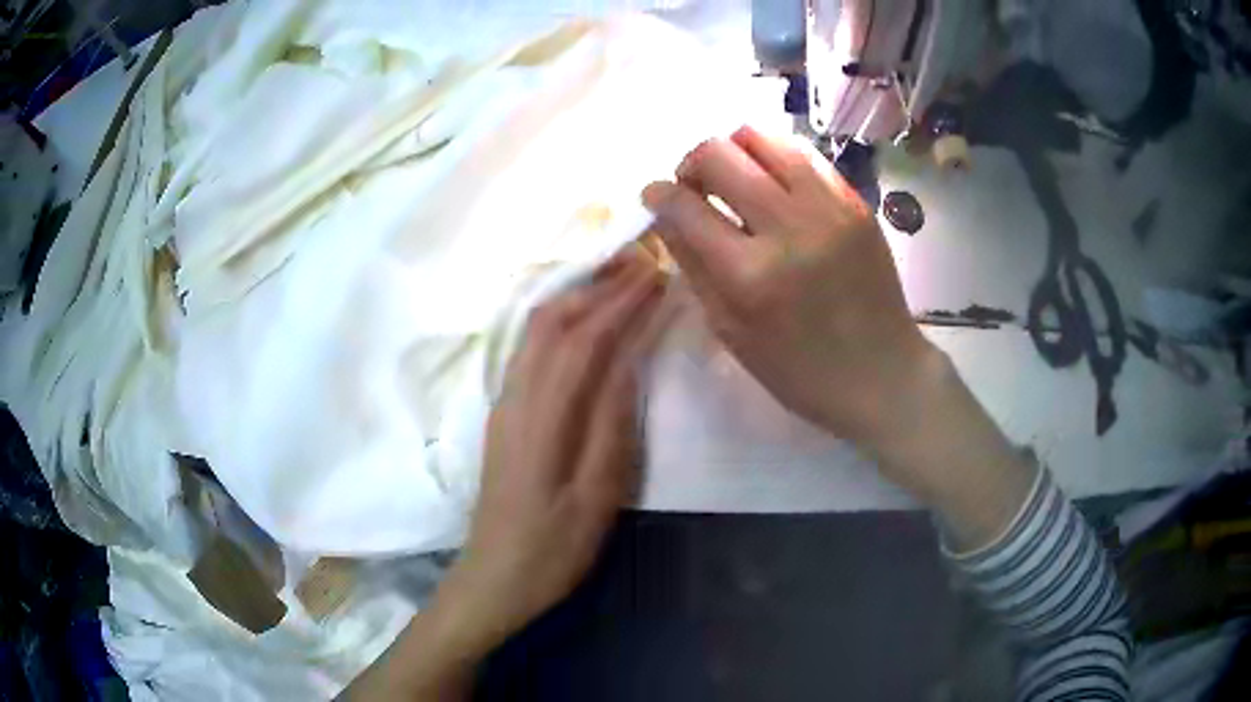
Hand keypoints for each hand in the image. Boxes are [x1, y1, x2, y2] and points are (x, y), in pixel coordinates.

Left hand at [447, 245, 665, 648]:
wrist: (493, 578)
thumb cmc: (552, 548)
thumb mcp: (597, 497)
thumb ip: (612, 425)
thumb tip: (628, 359)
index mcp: (543, 416)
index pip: (585, 337)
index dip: (622, 300)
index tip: (657, 272)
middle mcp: (517, 395)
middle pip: (553, 319)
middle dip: (598, 284)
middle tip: (641, 263)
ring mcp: (505, 402)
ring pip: (536, 329)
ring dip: (576, 296)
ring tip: (616, 279)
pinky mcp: (504, 414)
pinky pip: (530, 348)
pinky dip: (559, 320)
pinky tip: (581, 320)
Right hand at [641, 126, 933, 452]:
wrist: (882, 373)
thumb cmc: (799, 370)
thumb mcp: (732, 331)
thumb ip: (693, 265)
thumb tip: (665, 215)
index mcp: (749, 274)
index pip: (685, 206)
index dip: (658, 195)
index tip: (655, 196)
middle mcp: (788, 226)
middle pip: (718, 153)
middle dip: (691, 164)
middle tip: (696, 189)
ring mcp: (828, 207)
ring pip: (762, 136)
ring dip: (734, 151)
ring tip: (736, 179)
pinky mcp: (855, 201)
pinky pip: (802, 153)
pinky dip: (774, 159)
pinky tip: (774, 185)